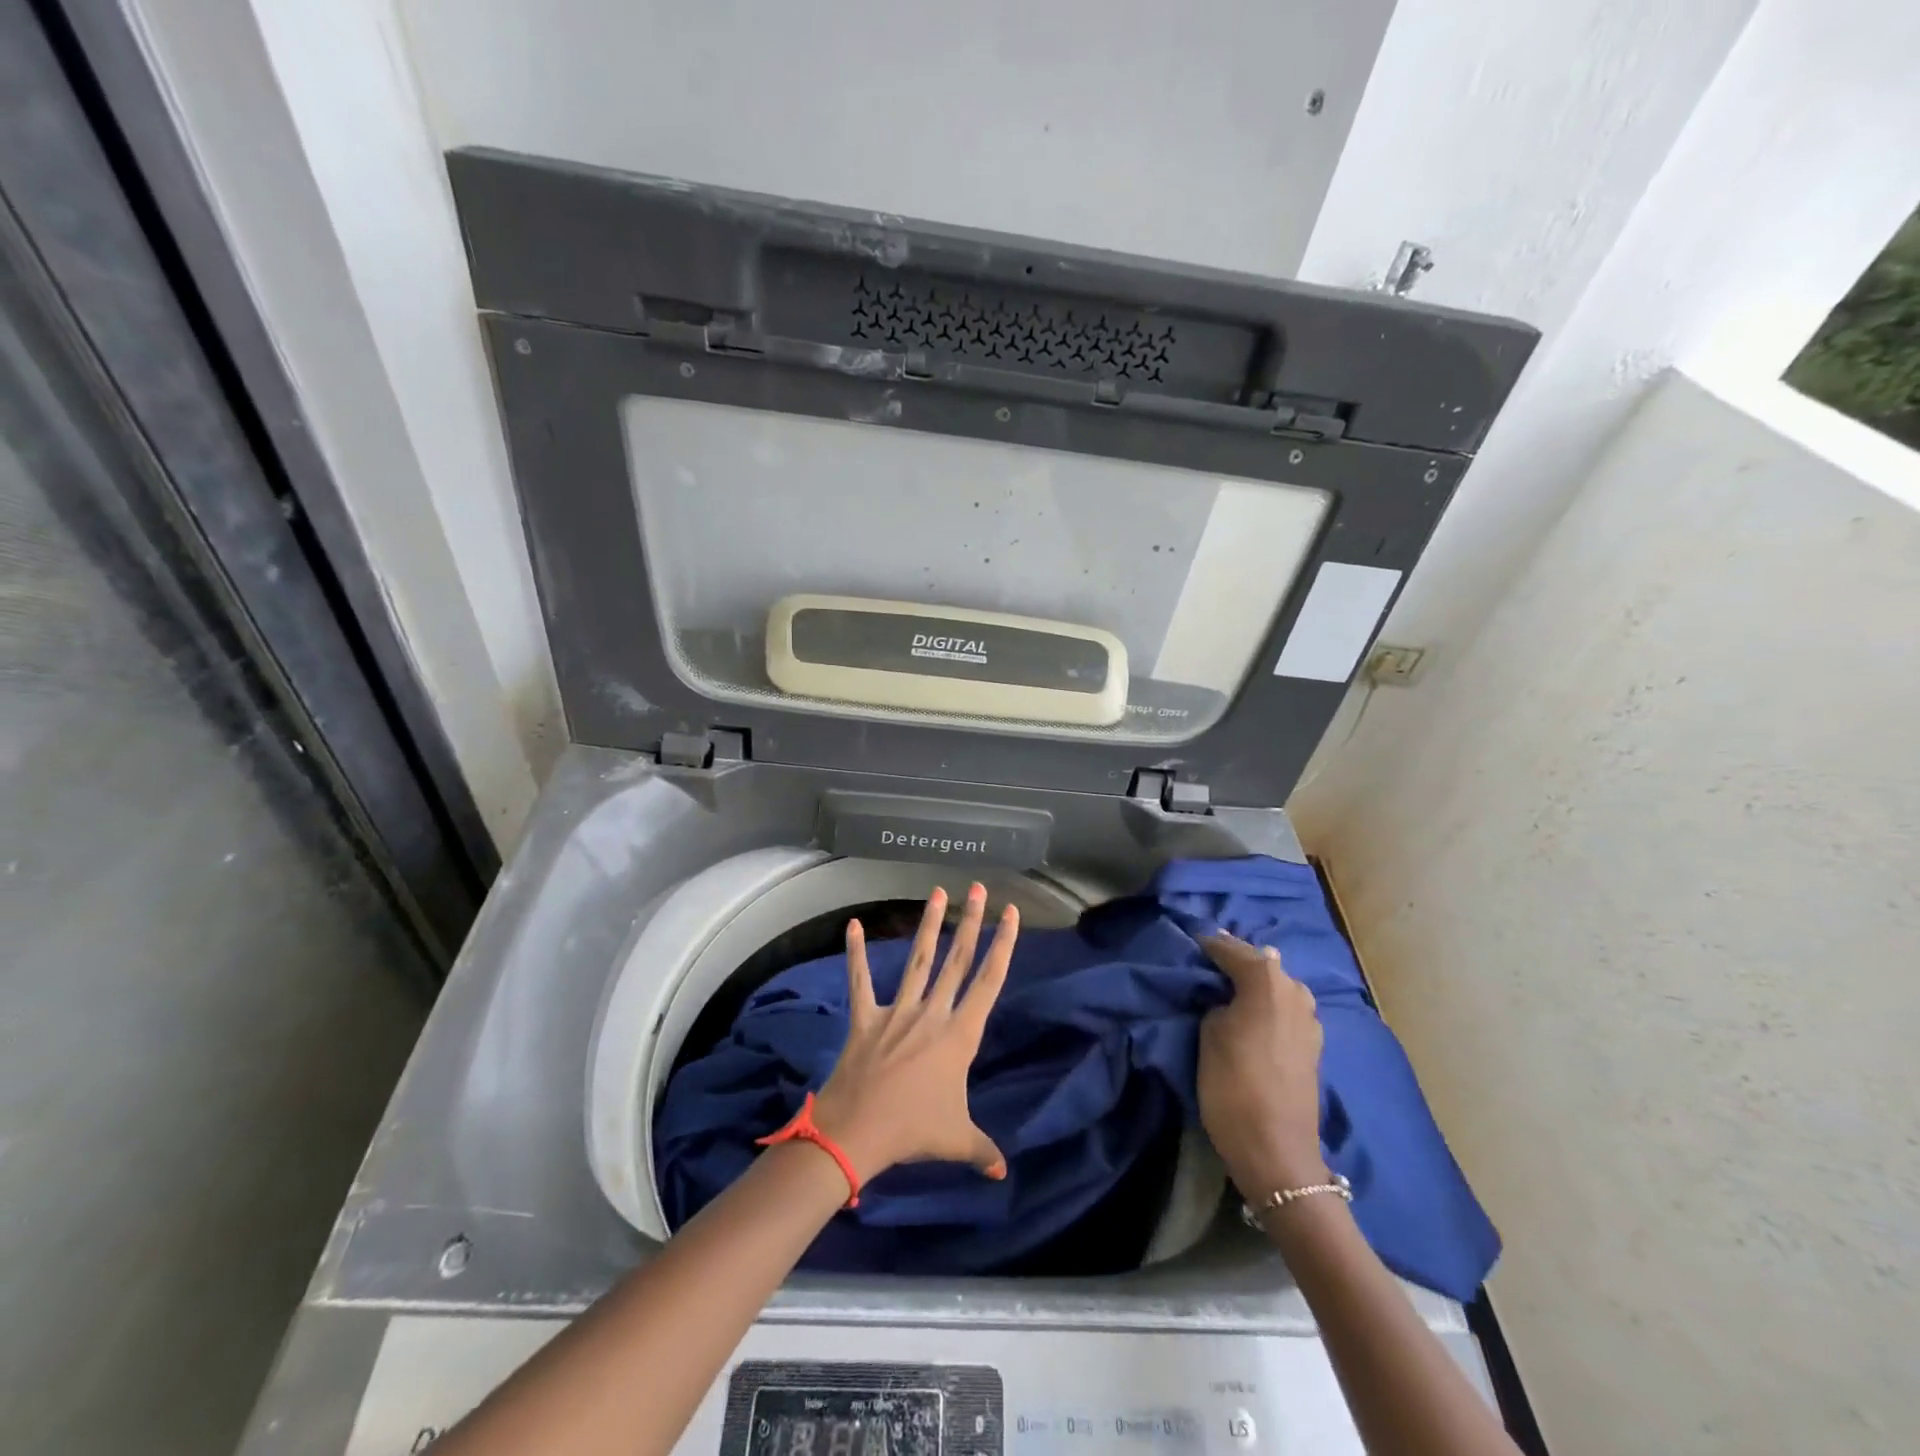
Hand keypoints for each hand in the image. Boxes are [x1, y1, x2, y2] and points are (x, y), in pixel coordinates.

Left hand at [810, 884, 1016, 1183]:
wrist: (859, 1131)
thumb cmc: (915, 1130)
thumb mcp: (957, 1140)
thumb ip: (983, 1151)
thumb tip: (1003, 1172)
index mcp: (960, 1034)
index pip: (989, 981)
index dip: (1004, 945)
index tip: (1012, 914)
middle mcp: (933, 1013)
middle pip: (957, 959)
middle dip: (972, 922)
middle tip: (979, 888)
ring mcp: (898, 1011)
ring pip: (919, 960)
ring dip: (929, 925)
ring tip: (938, 891)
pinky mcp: (866, 1017)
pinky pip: (861, 980)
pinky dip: (856, 953)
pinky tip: (852, 924)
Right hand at [1197, 933, 1328, 1194]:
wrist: (1276, 1151)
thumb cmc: (1232, 1085)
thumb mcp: (1209, 1033)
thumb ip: (1219, 1002)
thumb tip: (1229, 996)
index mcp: (1267, 981)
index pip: (1231, 949)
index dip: (1208, 945)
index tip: (1190, 942)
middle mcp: (1295, 990)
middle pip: (1261, 963)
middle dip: (1236, 961)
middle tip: (1208, 963)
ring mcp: (1310, 1018)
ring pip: (1277, 986)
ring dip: (1256, 984)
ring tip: (1229, 988)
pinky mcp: (1314, 1044)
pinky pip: (1286, 1009)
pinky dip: (1268, 1005)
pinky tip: (1253, 1013)